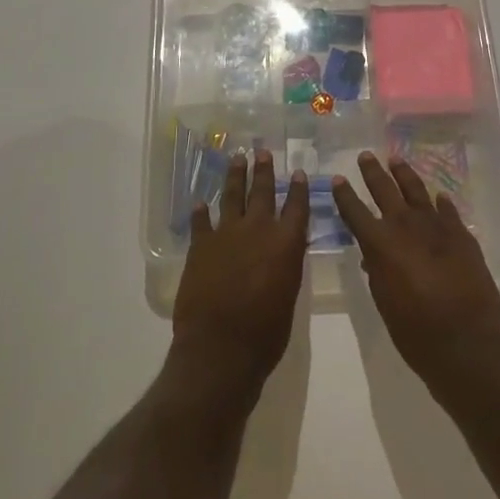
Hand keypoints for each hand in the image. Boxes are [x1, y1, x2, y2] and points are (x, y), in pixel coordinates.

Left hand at [172, 150, 309, 402]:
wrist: (220, 347)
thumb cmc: (265, 333)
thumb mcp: (288, 296)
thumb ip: (287, 265)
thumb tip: (286, 249)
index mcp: (286, 243)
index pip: (296, 207)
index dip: (298, 189)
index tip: (299, 172)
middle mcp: (257, 230)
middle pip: (262, 192)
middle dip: (264, 170)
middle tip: (263, 151)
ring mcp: (226, 234)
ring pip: (232, 196)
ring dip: (235, 176)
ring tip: (237, 158)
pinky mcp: (200, 246)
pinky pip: (201, 221)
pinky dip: (201, 212)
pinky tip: (201, 202)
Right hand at [331, 152, 499, 395]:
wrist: (466, 341)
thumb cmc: (415, 330)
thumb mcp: (384, 301)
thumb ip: (377, 272)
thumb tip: (372, 256)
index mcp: (380, 243)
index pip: (354, 210)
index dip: (344, 194)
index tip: (338, 179)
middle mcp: (405, 225)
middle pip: (385, 189)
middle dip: (373, 172)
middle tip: (366, 155)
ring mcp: (436, 226)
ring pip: (416, 190)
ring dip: (404, 173)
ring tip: (396, 159)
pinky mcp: (461, 234)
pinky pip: (447, 210)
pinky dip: (440, 202)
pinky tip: (438, 196)